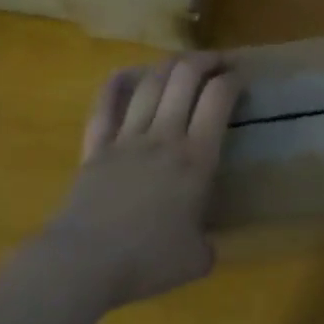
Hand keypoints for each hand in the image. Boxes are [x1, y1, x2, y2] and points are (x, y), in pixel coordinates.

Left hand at [41, 53, 241, 307]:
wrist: (82, 263)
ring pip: (150, 83)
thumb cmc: (145, 261)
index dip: (233, 80)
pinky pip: (105, 105)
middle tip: (218, 62)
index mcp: (196, 158)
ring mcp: (127, 137)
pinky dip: (116, 84)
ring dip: (169, 66)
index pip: (219, 98)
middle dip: (205, 60)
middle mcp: (164, 135)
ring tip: (182, 65)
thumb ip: (207, 244)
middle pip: (185, 76)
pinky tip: (126, 74)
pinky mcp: (96, 147)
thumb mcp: (195, 260)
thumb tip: (206, 244)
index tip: (241, 78)